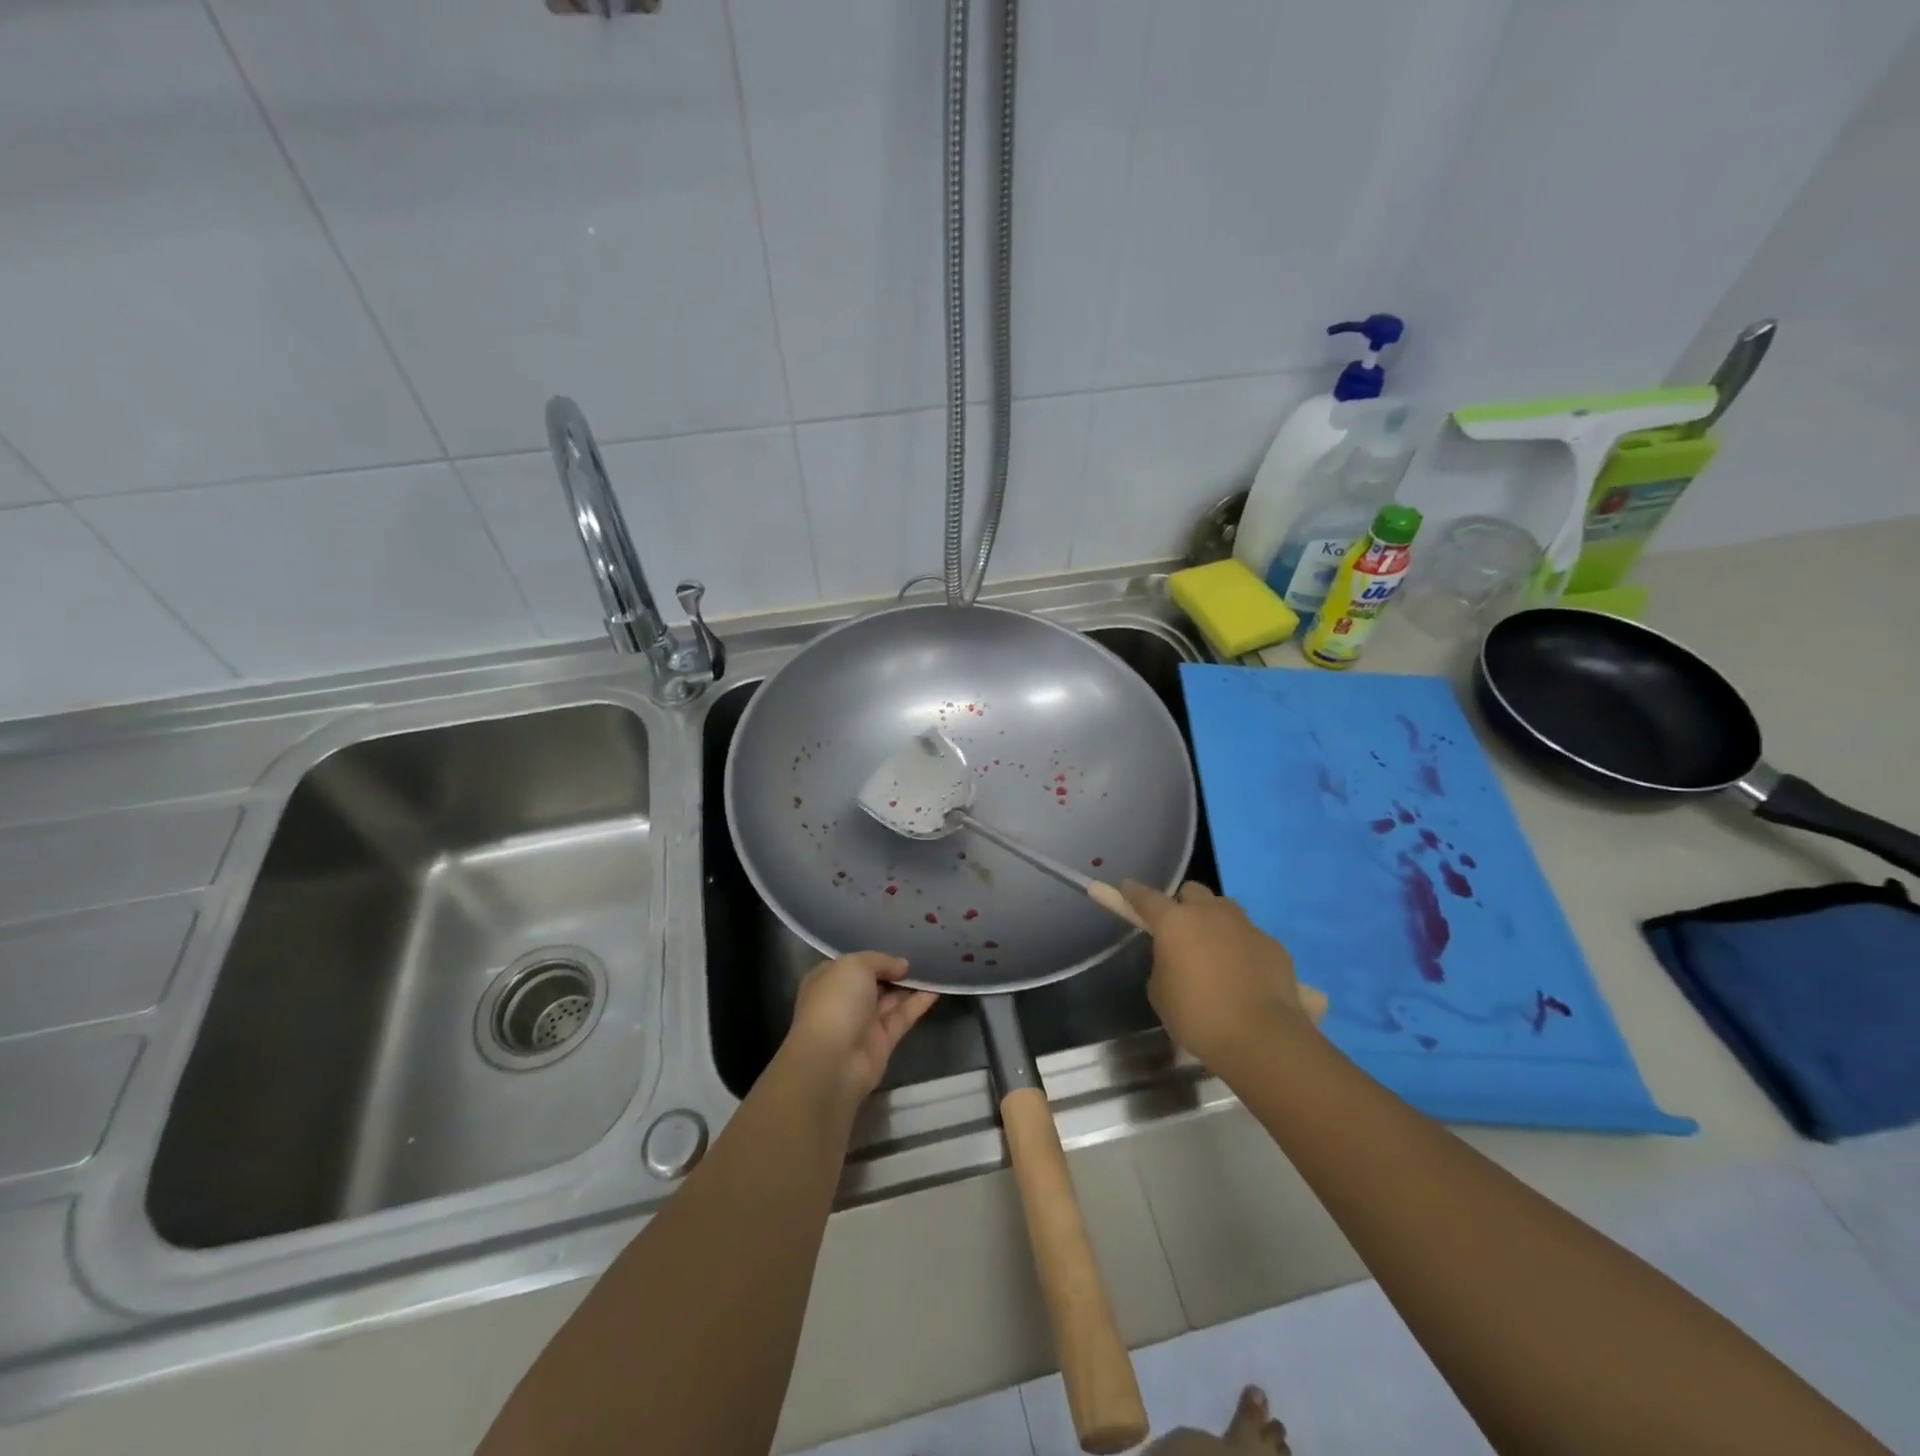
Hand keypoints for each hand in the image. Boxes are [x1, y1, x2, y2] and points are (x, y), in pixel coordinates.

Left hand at [783, 952, 938, 1103]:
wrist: (833, 1060)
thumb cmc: (837, 1002)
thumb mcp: (856, 965)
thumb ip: (881, 960)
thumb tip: (902, 966)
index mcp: (828, 980)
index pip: (853, 964)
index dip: (876, 958)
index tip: (900, 948)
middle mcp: (844, 1000)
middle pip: (874, 982)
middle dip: (895, 971)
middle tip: (923, 956)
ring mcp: (863, 1023)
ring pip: (890, 1000)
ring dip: (910, 986)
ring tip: (935, 969)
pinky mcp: (882, 1042)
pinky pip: (902, 1017)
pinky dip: (918, 1004)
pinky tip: (936, 989)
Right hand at [1121, 880, 1315, 1068]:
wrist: (1261, 1037)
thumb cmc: (1198, 1017)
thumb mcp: (1161, 993)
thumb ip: (1163, 965)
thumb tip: (1175, 960)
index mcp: (1174, 922)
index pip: (1146, 897)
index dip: (1133, 893)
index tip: (1127, 888)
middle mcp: (1209, 913)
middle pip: (1192, 892)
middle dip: (1183, 905)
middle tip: (1181, 932)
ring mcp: (1245, 925)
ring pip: (1224, 908)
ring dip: (1215, 922)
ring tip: (1215, 952)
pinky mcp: (1273, 944)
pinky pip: (1250, 936)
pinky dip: (1242, 948)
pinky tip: (1244, 975)